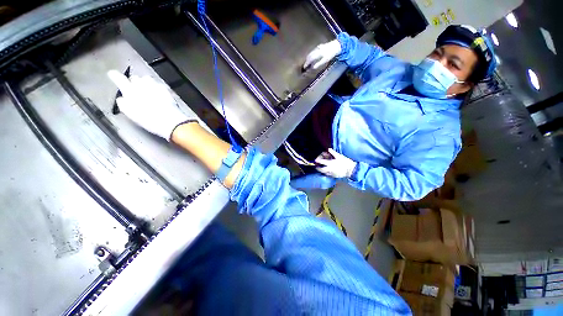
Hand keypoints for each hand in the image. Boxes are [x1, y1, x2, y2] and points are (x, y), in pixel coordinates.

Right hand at [107, 70, 195, 140]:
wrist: (170, 121)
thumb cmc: (149, 120)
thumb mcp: (131, 114)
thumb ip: (124, 104)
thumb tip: (122, 98)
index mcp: (130, 91)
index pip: (119, 79)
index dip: (115, 76)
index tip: (112, 74)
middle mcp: (141, 85)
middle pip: (135, 78)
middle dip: (134, 83)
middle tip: (136, 92)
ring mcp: (155, 85)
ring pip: (146, 79)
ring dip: (146, 84)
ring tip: (148, 93)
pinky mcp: (166, 89)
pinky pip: (158, 84)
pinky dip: (156, 88)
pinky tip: (159, 95)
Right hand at [303, 39, 341, 69]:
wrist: (337, 45)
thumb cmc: (331, 53)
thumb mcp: (325, 60)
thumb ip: (319, 63)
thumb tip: (313, 67)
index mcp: (317, 53)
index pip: (310, 59)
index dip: (306, 63)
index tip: (304, 67)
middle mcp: (316, 50)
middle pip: (310, 55)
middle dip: (307, 60)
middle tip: (305, 65)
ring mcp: (318, 47)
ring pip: (311, 52)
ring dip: (308, 57)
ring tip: (307, 61)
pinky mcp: (320, 46)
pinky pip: (314, 50)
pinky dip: (311, 54)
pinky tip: (312, 55)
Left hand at [315, 148, 356, 178]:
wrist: (351, 170)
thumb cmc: (345, 162)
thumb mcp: (339, 156)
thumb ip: (333, 152)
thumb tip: (328, 149)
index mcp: (330, 163)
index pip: (321, 162)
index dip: (317, 160)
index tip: (315, 160)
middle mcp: (329, 169)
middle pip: (320, 169)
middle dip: (317, 167)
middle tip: (316, 166)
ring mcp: (331, 173)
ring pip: (323, 173)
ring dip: (321, 170)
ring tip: (321, 168)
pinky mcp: (333, 176)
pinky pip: (327, 175)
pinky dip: (325, 173)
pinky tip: (326, 171)